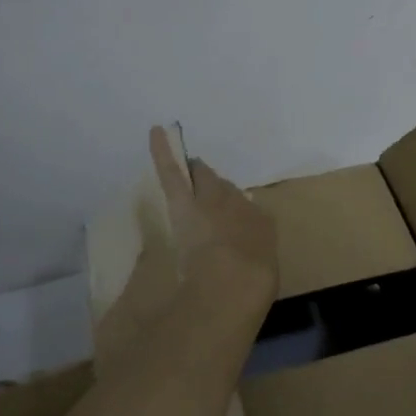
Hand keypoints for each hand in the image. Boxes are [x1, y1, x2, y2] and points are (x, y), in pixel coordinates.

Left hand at [149, 126, 278, 303]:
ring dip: (198, 174)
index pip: (244, 209)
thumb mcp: (259, 269)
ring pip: (203, 180)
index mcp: (260, 223)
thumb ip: (249, 251)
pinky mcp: (184, 201)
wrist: (233, 284)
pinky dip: (163, 151)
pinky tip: (156, 131)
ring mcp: (211, 200)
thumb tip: (239, 243)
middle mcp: (239, 205)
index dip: (233, 212)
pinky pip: (172, 171)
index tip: (225, 218)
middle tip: (209, 187)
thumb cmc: (251, 283)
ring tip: (192, 163)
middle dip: (217, 187)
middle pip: (224, 190)